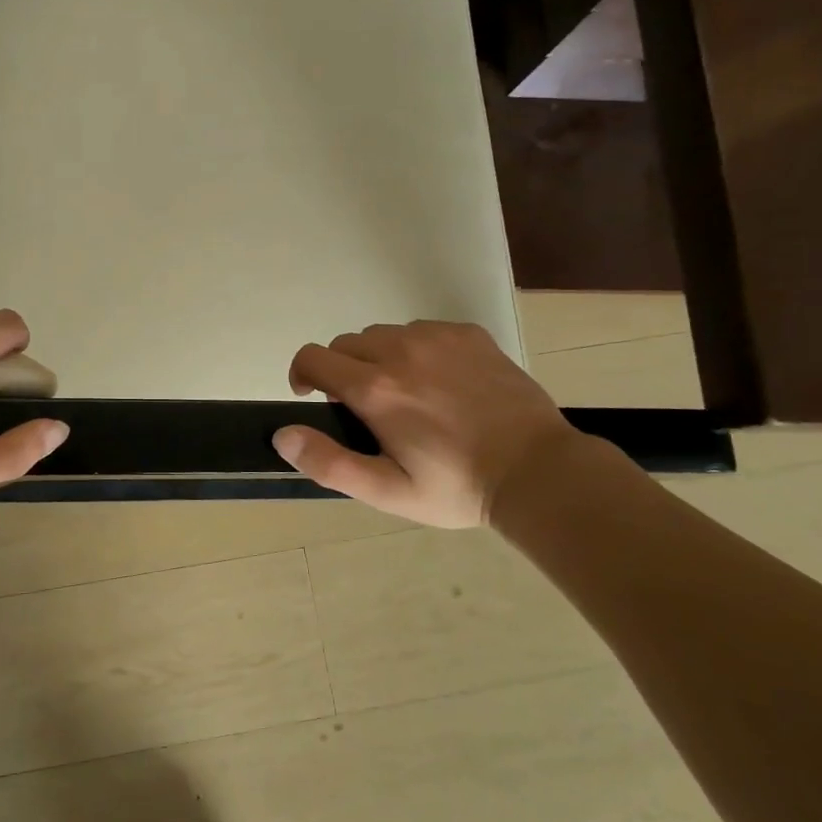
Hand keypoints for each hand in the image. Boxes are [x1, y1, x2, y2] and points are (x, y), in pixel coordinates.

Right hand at [273, 322, 577, 528]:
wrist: (538, 472)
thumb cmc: (456, 487)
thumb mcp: (388, 490)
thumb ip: (329, 463)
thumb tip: (283, 435)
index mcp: (376, 389)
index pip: (313, 357)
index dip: (302, 374)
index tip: (312, 396)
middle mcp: (400, 350)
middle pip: (346, 343)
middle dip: (342, 370)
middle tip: (366, 408)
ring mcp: (437, 337)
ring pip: (383, 335)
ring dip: (378, 358)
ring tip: (405, 394)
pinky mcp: (468, 333)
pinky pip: (421, 330)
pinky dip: (415, 349)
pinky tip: (439, 382)